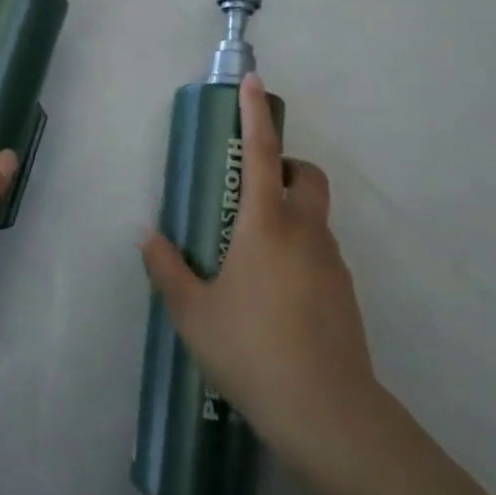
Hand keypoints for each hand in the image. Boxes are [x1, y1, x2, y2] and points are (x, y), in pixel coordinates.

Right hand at [140, 73, 376, 463]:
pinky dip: (300, 250)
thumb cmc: (250, 350)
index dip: (254, 115)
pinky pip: (321, 252)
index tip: (253, 82)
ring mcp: (332, 263)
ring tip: (252, 256)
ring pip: (315, 216)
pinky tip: (275, 294)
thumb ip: (167, 270)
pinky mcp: (346, 292)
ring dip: (290, 213)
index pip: (261, 154)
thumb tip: (149, 237)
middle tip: (251, 191)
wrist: (325, 412)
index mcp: (266, 225)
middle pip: (306, 175)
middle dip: (285, 166)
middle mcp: (305, 232)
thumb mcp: (193, 313)